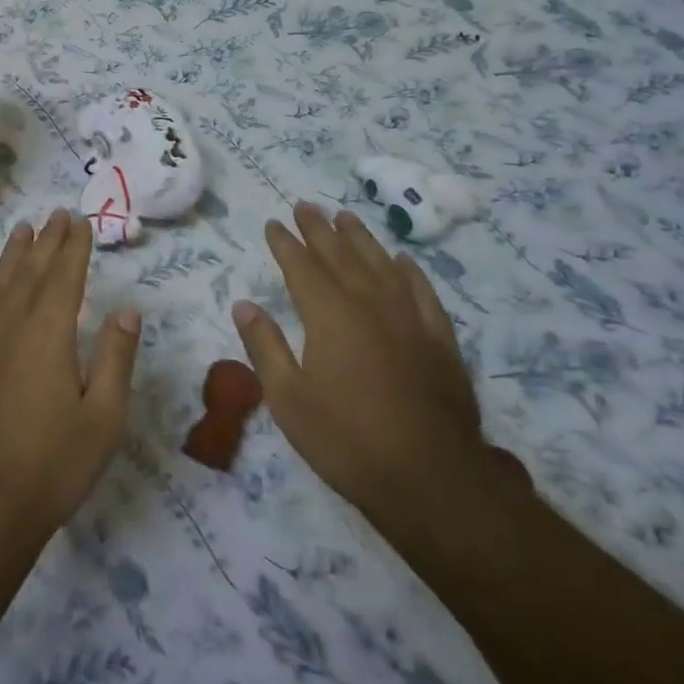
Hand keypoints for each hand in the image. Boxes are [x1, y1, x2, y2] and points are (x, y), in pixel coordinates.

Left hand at [0, 210, 141, 541]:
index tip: (81, 221)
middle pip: (30, 272)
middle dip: (46, 241)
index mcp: (50, 334)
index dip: (74, 246)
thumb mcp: (103, 418)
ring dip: (12, 255)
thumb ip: (115, 358)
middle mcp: (11, 326)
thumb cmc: (52, 464)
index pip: (65, 276)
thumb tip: (127, 310)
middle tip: (56, 214)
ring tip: (22, 229)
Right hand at [231, 202, 510, 523]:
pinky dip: (409, 271)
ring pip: (381, 264)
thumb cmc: (346, 440)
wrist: (431, 478)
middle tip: (305, 205)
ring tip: (346, 217)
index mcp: (328, 315)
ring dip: (360, 238)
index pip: (301, 266)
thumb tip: (244, 304)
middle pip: (340, 255)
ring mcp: (410, 318)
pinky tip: (401, 260)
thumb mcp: (288, 399)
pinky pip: (423, 291)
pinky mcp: (440, 339)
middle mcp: (368, 303)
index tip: (274, 223)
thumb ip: (265, 346)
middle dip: (319, 229)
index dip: (285, 243)